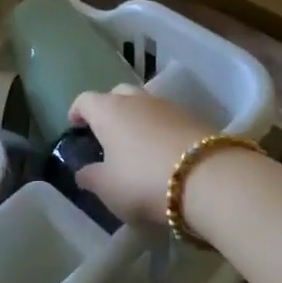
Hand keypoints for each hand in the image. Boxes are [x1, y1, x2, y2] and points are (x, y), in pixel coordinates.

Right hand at [67, 85, 214, 227]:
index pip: (85, 100)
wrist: (207, 177)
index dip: (77, 111)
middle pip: (117, 94)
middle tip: (107, 133)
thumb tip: (82, 172)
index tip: (74, 125)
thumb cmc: (143, 180)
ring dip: (138, 119)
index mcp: (108, 110)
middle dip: (109, 109)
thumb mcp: (108, 188)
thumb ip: (91, 178)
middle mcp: (136, 99)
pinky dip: (161, 129)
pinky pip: (168, 118)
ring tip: (137, 144)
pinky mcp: (193, 117)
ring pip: (145, 104)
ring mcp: (167, 105)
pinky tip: (163, 151)